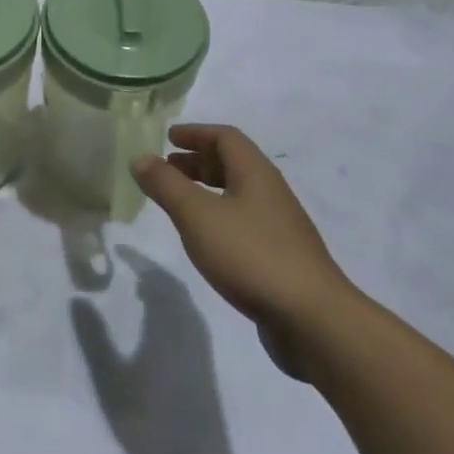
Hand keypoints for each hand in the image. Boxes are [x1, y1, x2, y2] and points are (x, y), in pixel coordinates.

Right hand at [132, 125, 356, 380]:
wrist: (313, 320)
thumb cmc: (251, 256)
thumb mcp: (198, 216)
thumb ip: (166, 185)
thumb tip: (140, 157)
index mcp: (256, 174)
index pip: (226, 138)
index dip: (196, 133)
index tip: (168, 137)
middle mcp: (271, 193)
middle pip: (234, 164)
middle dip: (198, 161)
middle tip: (168, 168)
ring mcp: (280, 227)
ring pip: (239, 194)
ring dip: (208, 190)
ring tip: (180, 203)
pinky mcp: (281, 258)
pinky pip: (244, 222)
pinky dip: (219, 218)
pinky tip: (206, 240)